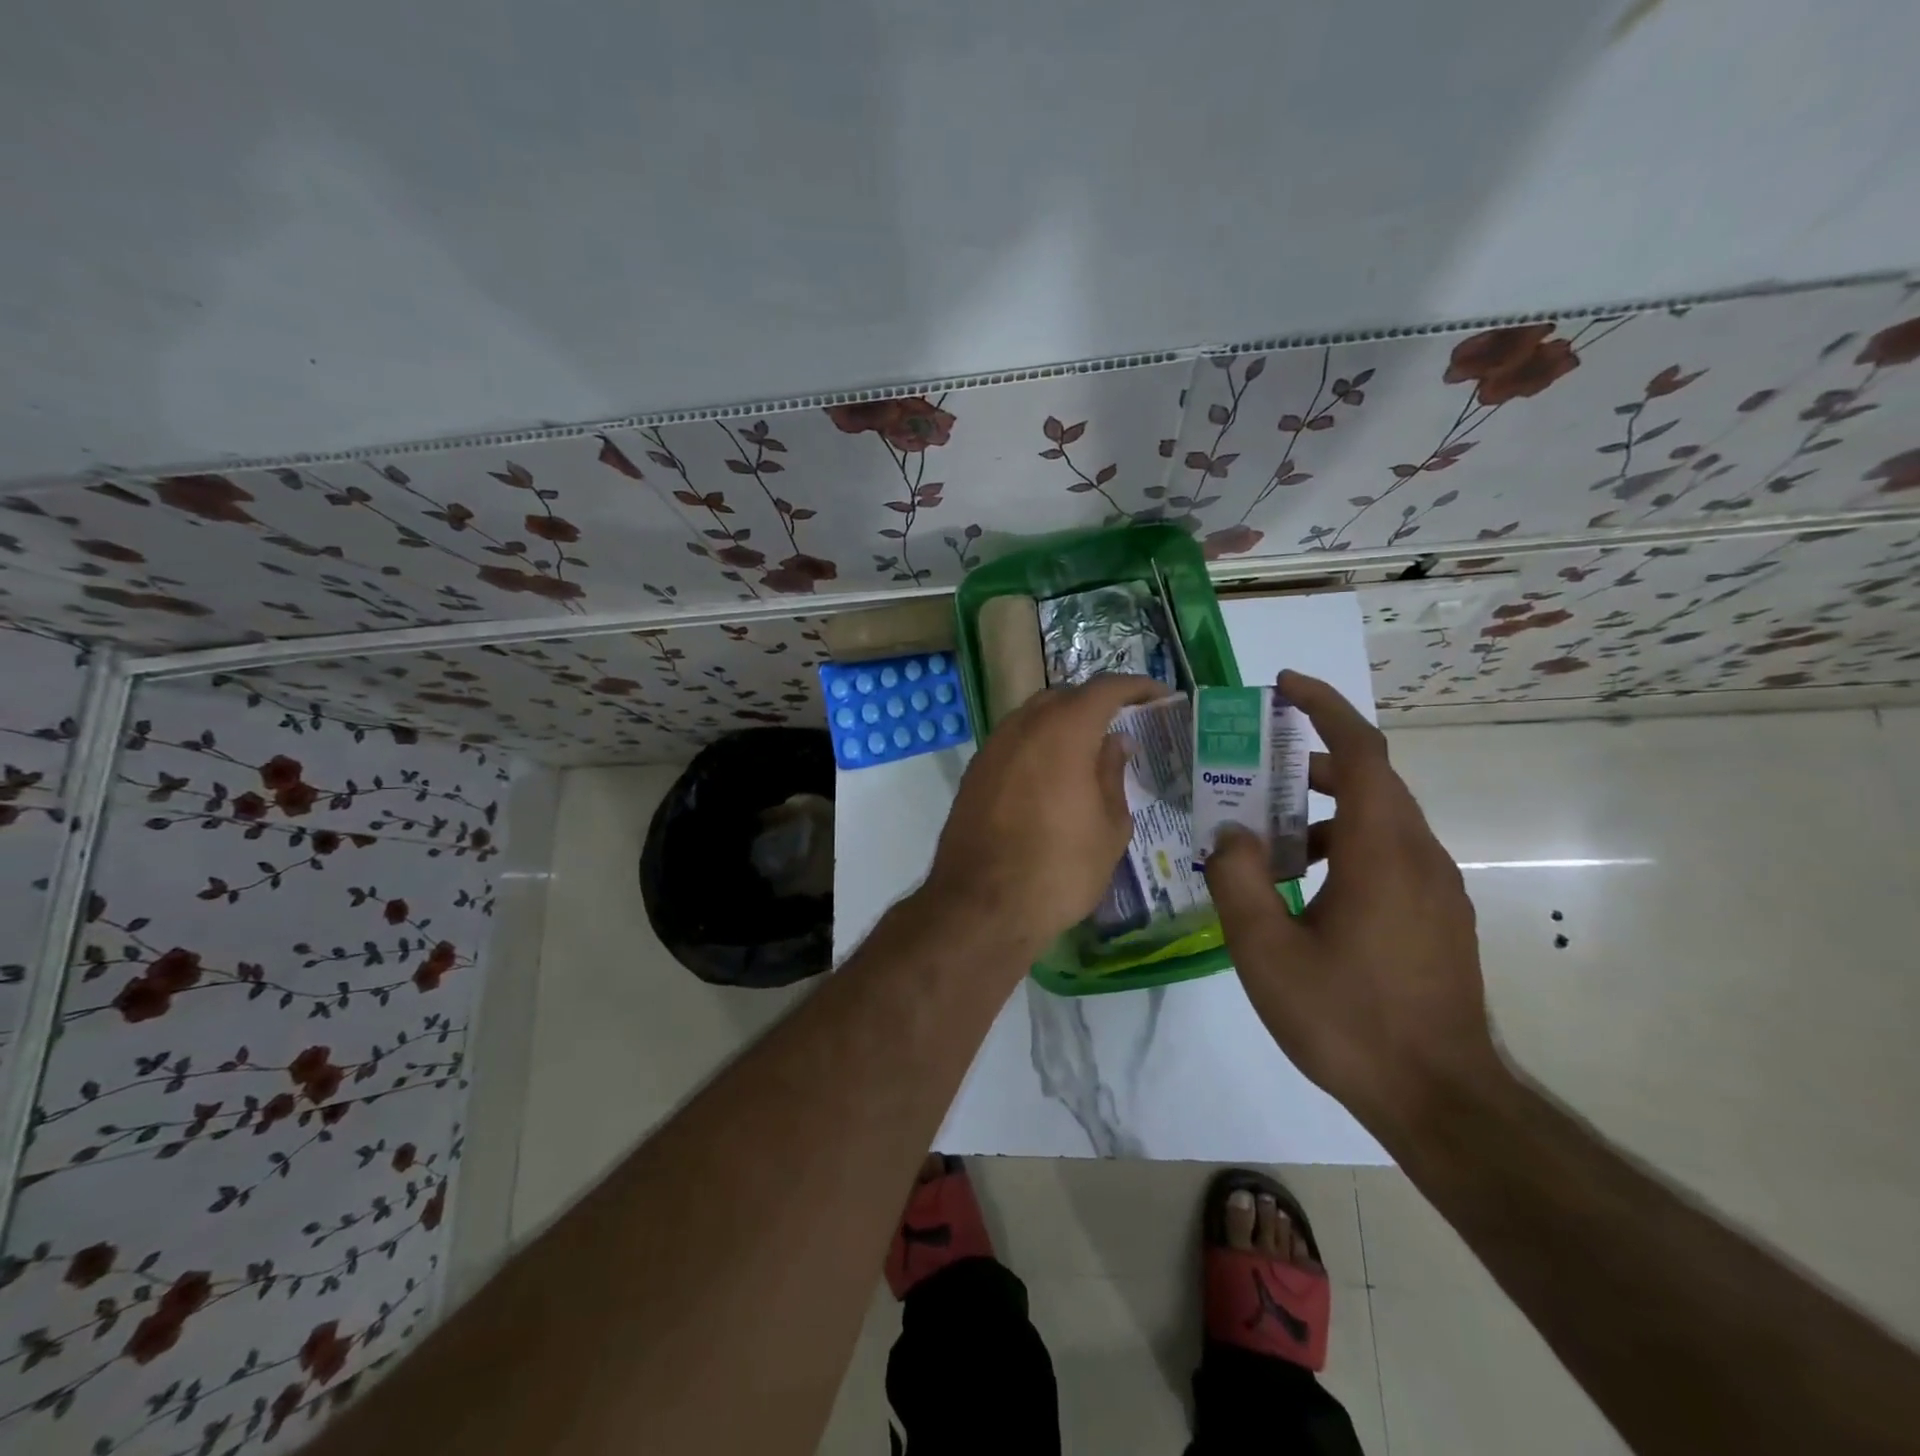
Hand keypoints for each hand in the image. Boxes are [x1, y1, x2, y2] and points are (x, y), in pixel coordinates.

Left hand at [923, 674, 1166, 964]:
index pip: (1105, 688)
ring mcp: (992, 748)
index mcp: (1063, 731)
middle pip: (1064, 697)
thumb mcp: (1109, 827)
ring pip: (1033, 717)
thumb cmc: (1060, 869)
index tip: (1160, 696)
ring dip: (1063, 724)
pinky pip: (1013, 743)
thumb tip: (1114, 742)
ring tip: (1088, 751)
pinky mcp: (974, 773)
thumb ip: (1113, 774)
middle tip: (1123, 725)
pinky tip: (1051, 776)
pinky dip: (1037, 745)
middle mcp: (1023, 727)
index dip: (1137, 687)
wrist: (982, 906)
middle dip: (1096, 703)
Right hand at [1203, 671, 1501, 1135]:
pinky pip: (1389, 854)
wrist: (1441, 1099)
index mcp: (1381, 852)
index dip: (1325, 708)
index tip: (1284, 687)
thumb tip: (1230, 834)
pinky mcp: (1438, 916)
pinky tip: (1305, 888)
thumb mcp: (1266, 951)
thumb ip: (1238, 880)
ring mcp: (1436, 888)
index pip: (1361, 751)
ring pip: (1379, 819)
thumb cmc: (1347, 1019)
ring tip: (1267, 837)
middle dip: (1312, 759)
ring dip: (1324, 809)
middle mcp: (1418, 856)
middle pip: (1370, 779)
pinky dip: (1344, 844)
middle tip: (1255, 767)